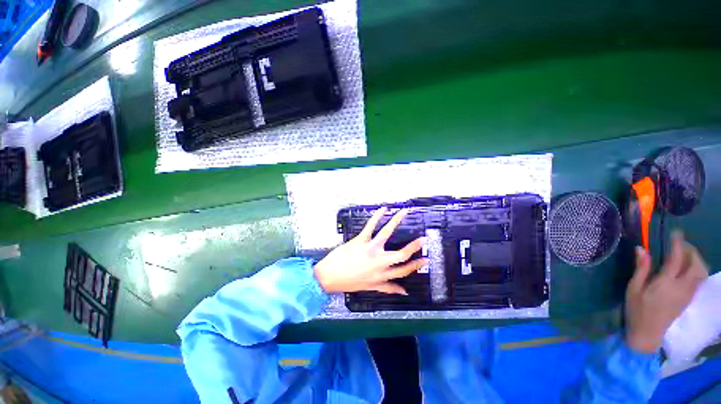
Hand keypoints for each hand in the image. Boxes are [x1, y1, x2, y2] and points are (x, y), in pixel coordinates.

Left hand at [313, 207, 428, 294]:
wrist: (329, 277)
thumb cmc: (349, 282)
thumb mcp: (371, 288)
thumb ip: (388, 288)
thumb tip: (404, 291)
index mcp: (382, 275)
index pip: (404, 271)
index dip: (417, 265)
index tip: (427, 259)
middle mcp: (379, 262)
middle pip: (401, 254)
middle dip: (414, 246)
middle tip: (424, 238)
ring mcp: (370, 249)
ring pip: (387, 233)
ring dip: (397, 221)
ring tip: (404, 212)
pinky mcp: (360, 240)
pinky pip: (370, 226)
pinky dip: (377, 216)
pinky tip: (384, 209)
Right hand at [625, 231, 707, 352]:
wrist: (647, 333)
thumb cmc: (637, 309)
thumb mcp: (634, 288)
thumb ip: (641, 269)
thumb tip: (641, 249)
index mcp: (666, 283)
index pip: (677, 259)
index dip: (678, 244)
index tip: (676, 233)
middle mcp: (682, 287)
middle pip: (696, 265)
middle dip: (691, 251)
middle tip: (681, 244)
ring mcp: (688, 293)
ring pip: (701, 272)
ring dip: (696, 260)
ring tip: (685, 255)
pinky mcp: (689, 298)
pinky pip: (699, 279)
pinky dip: (696, 269)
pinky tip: (687, 268)